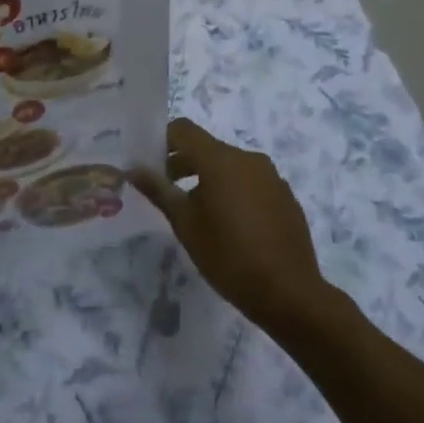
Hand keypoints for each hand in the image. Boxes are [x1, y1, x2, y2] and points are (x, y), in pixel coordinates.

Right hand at [130, 118, 330, 335]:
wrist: (289, 293)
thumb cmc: (229, 256)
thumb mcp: (186, 225)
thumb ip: (159, 191)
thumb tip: (134, 169)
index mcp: (221, 159)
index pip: (184, 130)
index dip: (163, 140)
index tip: (150, 163)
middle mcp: (248, 158)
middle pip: (207, 148)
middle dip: (183, 164)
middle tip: (167, 192)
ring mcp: (271, 176)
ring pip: (230, 166)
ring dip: (209, 179)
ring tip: (199, 213)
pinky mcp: (285, 196)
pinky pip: (252, 182)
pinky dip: (234, 191)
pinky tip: (232, 225)